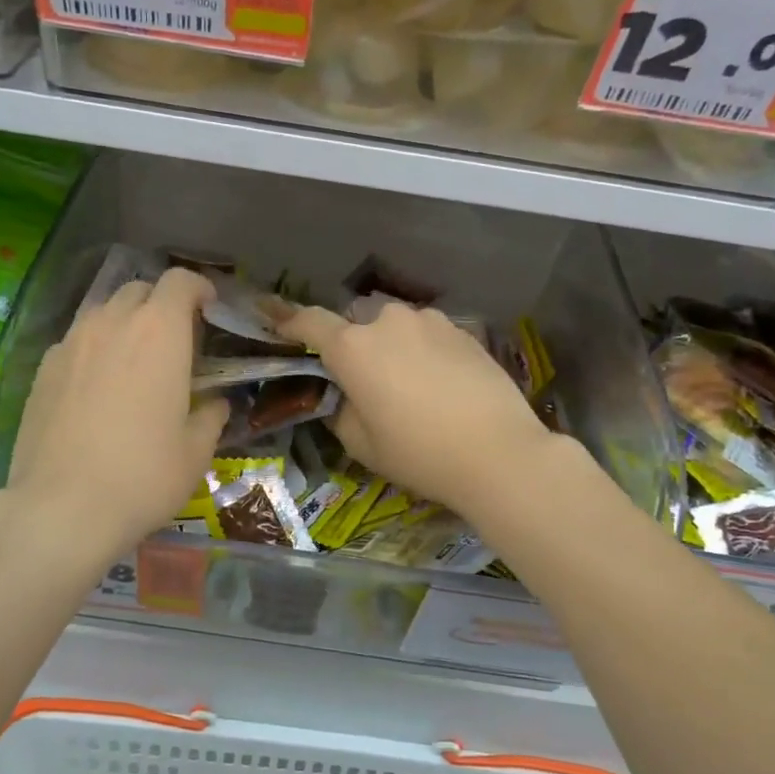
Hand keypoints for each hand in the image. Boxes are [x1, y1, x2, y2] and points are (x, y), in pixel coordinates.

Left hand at [2, 267, 227, 562]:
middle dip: (162, 304)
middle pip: (139, 290)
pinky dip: (95, 349)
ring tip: (135, 362)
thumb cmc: (143, 475)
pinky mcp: (43, 370)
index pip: (180, 282)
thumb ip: (211, 416)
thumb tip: (215, 404)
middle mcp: (112, 324)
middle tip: (176, 341)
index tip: (210, 309)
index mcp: (159, 333)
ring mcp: (71, 344)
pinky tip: (98, 388)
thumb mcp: (196, 451)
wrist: (62, 507)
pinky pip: (76, 342)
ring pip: (103, 312)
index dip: (199, 288)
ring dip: (125, 324)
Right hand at [276, 300, 559, 519]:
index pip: (309, 322)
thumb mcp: (362, 444)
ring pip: (396, 329)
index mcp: (353, 348)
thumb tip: (344, 396)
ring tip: (409, 387)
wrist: (498, 452)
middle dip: (354, 346)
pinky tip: (440, 385)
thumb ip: (341, 410)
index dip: (289, 321)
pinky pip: (428, 336)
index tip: (276, 320)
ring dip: (392, 348)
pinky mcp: (462, 330)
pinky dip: (423, 352)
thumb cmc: (418, 453)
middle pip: (357, 325)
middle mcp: (387, 322)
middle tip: (365, 383)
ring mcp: (429, 322)